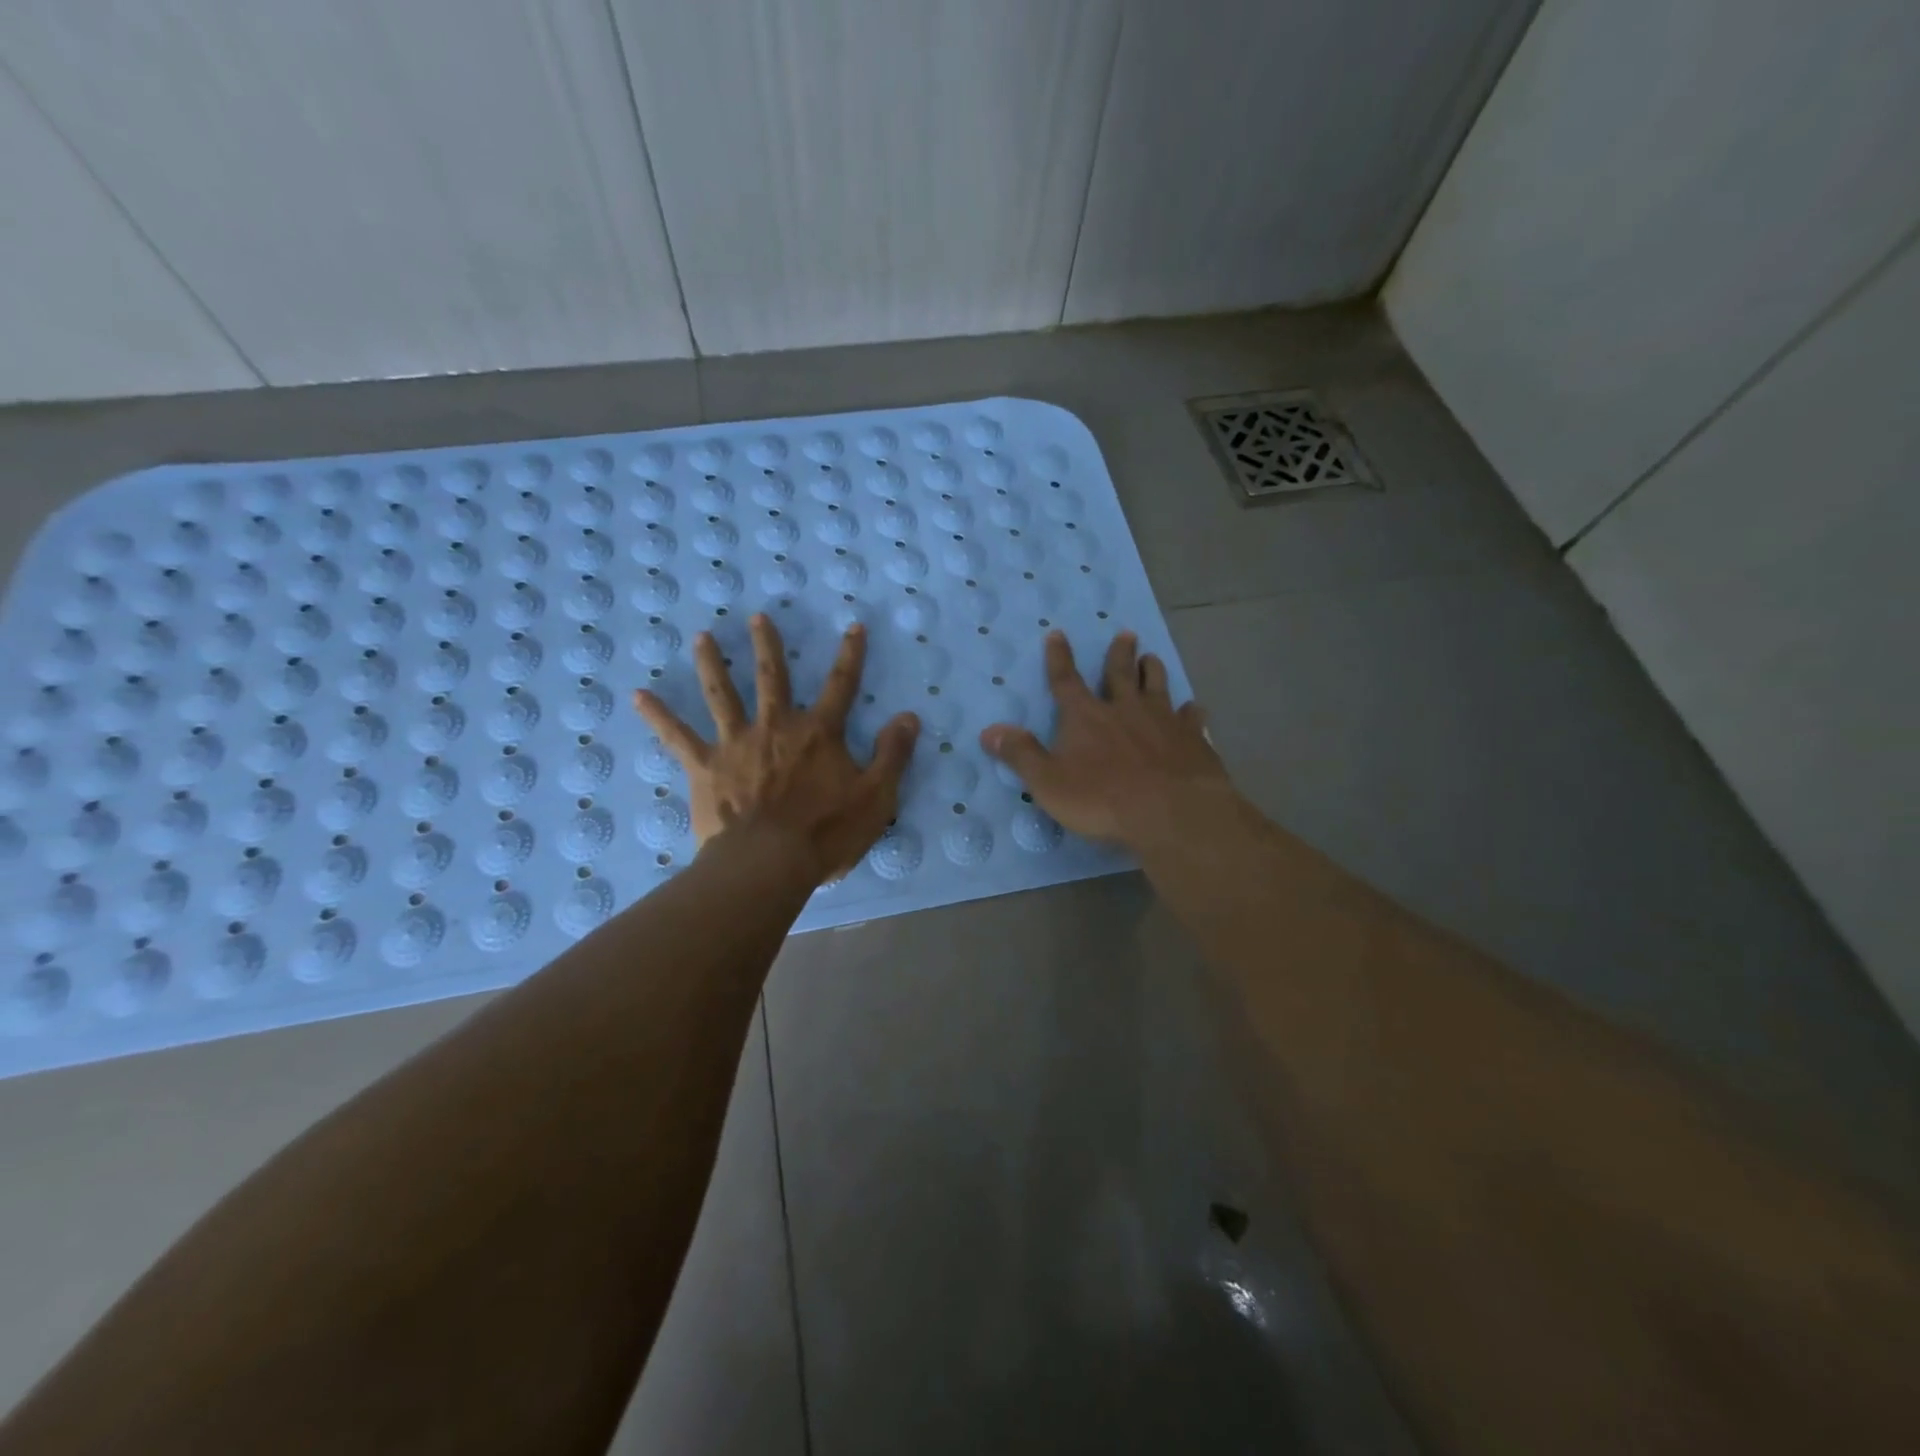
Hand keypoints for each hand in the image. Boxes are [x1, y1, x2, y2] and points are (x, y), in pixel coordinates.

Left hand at [633, 614, 919, 884]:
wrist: (769, 863)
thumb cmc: (827, 833)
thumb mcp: (876, 796)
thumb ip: (893, 754)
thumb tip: (909, 716)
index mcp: (818, 733)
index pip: (841, 686)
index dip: (850, 655)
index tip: (854, 627)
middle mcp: (776, 727)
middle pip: (773, 678)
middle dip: (768, 646)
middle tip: (758, 617)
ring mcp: (737, 744)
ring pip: (722, 695)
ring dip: (713, 664)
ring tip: (702, 637)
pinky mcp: (706, 767)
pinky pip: (678, 737)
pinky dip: (658, 716)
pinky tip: (639, 696)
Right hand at [979, 630, 1230, 849]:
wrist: (1171, 813)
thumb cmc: (1102, 800)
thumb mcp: (1048, 782)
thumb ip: (1021, 755)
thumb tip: (989, 731)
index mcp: (1086, 717)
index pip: (1066, 680)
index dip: (1059, 658)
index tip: (1058, 634)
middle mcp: (1124, 709)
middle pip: (1120, 673)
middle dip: (1119, 654)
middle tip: (1126, 634)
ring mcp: (1162, 721)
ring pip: (1157, 686)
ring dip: (1153, 670)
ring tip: (1153, 658)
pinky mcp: (1192, 739)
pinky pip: (1191, 717)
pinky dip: (1191, 711)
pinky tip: (1195, 708)